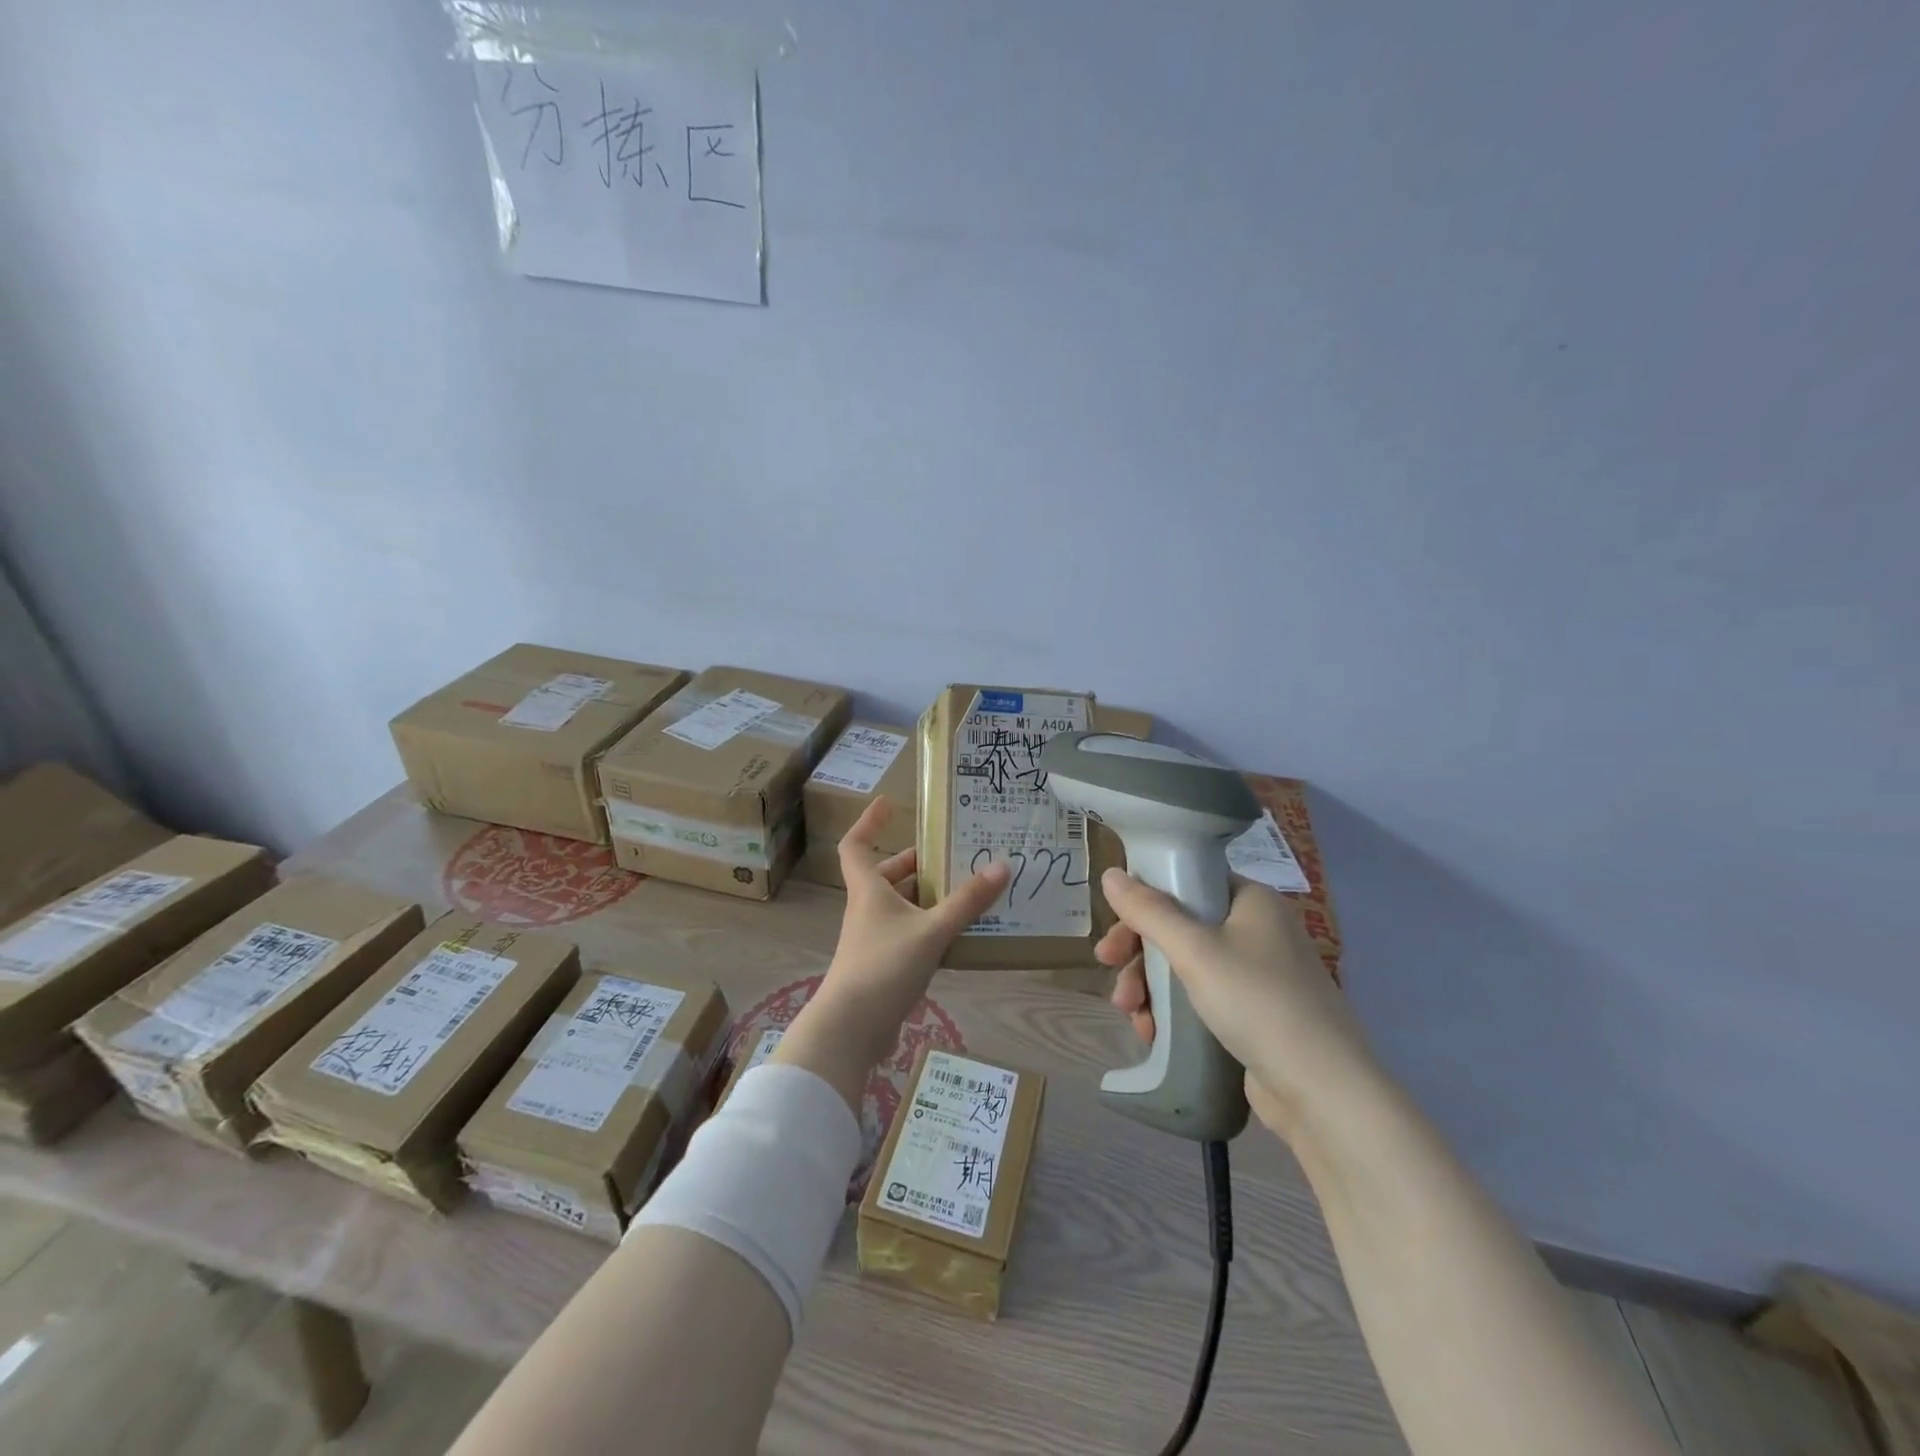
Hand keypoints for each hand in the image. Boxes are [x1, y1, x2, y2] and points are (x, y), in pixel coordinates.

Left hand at [772, 799, 1008, 1115]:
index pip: (856, 844)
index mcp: (869, 889)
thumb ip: (967, 901)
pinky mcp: (883, 965)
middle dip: (916, 863)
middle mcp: (868, 908)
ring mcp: (874, 938)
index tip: (889, 804)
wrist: (851, 1028)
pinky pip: (909, 933)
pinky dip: (930, 927)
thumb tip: (1001, 866)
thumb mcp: (932, 930)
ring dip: (927, 896)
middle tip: (951, 855)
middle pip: (886, 875)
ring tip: (966, 890)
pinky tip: (959, 934)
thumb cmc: (884, 966)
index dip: (869, 821)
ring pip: (901, 905)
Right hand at [1097, 869, 1378, 1140]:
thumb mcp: (1194, 950)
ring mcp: (1259, 974)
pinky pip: (1201, 997)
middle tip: (1109, 972)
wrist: (1323, 1090)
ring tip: (1133, 1017)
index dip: (1144, 903)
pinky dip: (1173, 1010)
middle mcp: (1257, 929)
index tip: (1115, 931)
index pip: (1186, 882)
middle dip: (1139, 954)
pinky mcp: (1255, 1013)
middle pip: (1180, 927)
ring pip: (1185, 966)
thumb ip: (1148, 911)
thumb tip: (1110, 873)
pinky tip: (1153, 1032)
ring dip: (1150, 986)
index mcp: (1251, 900)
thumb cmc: (1257, 1001)